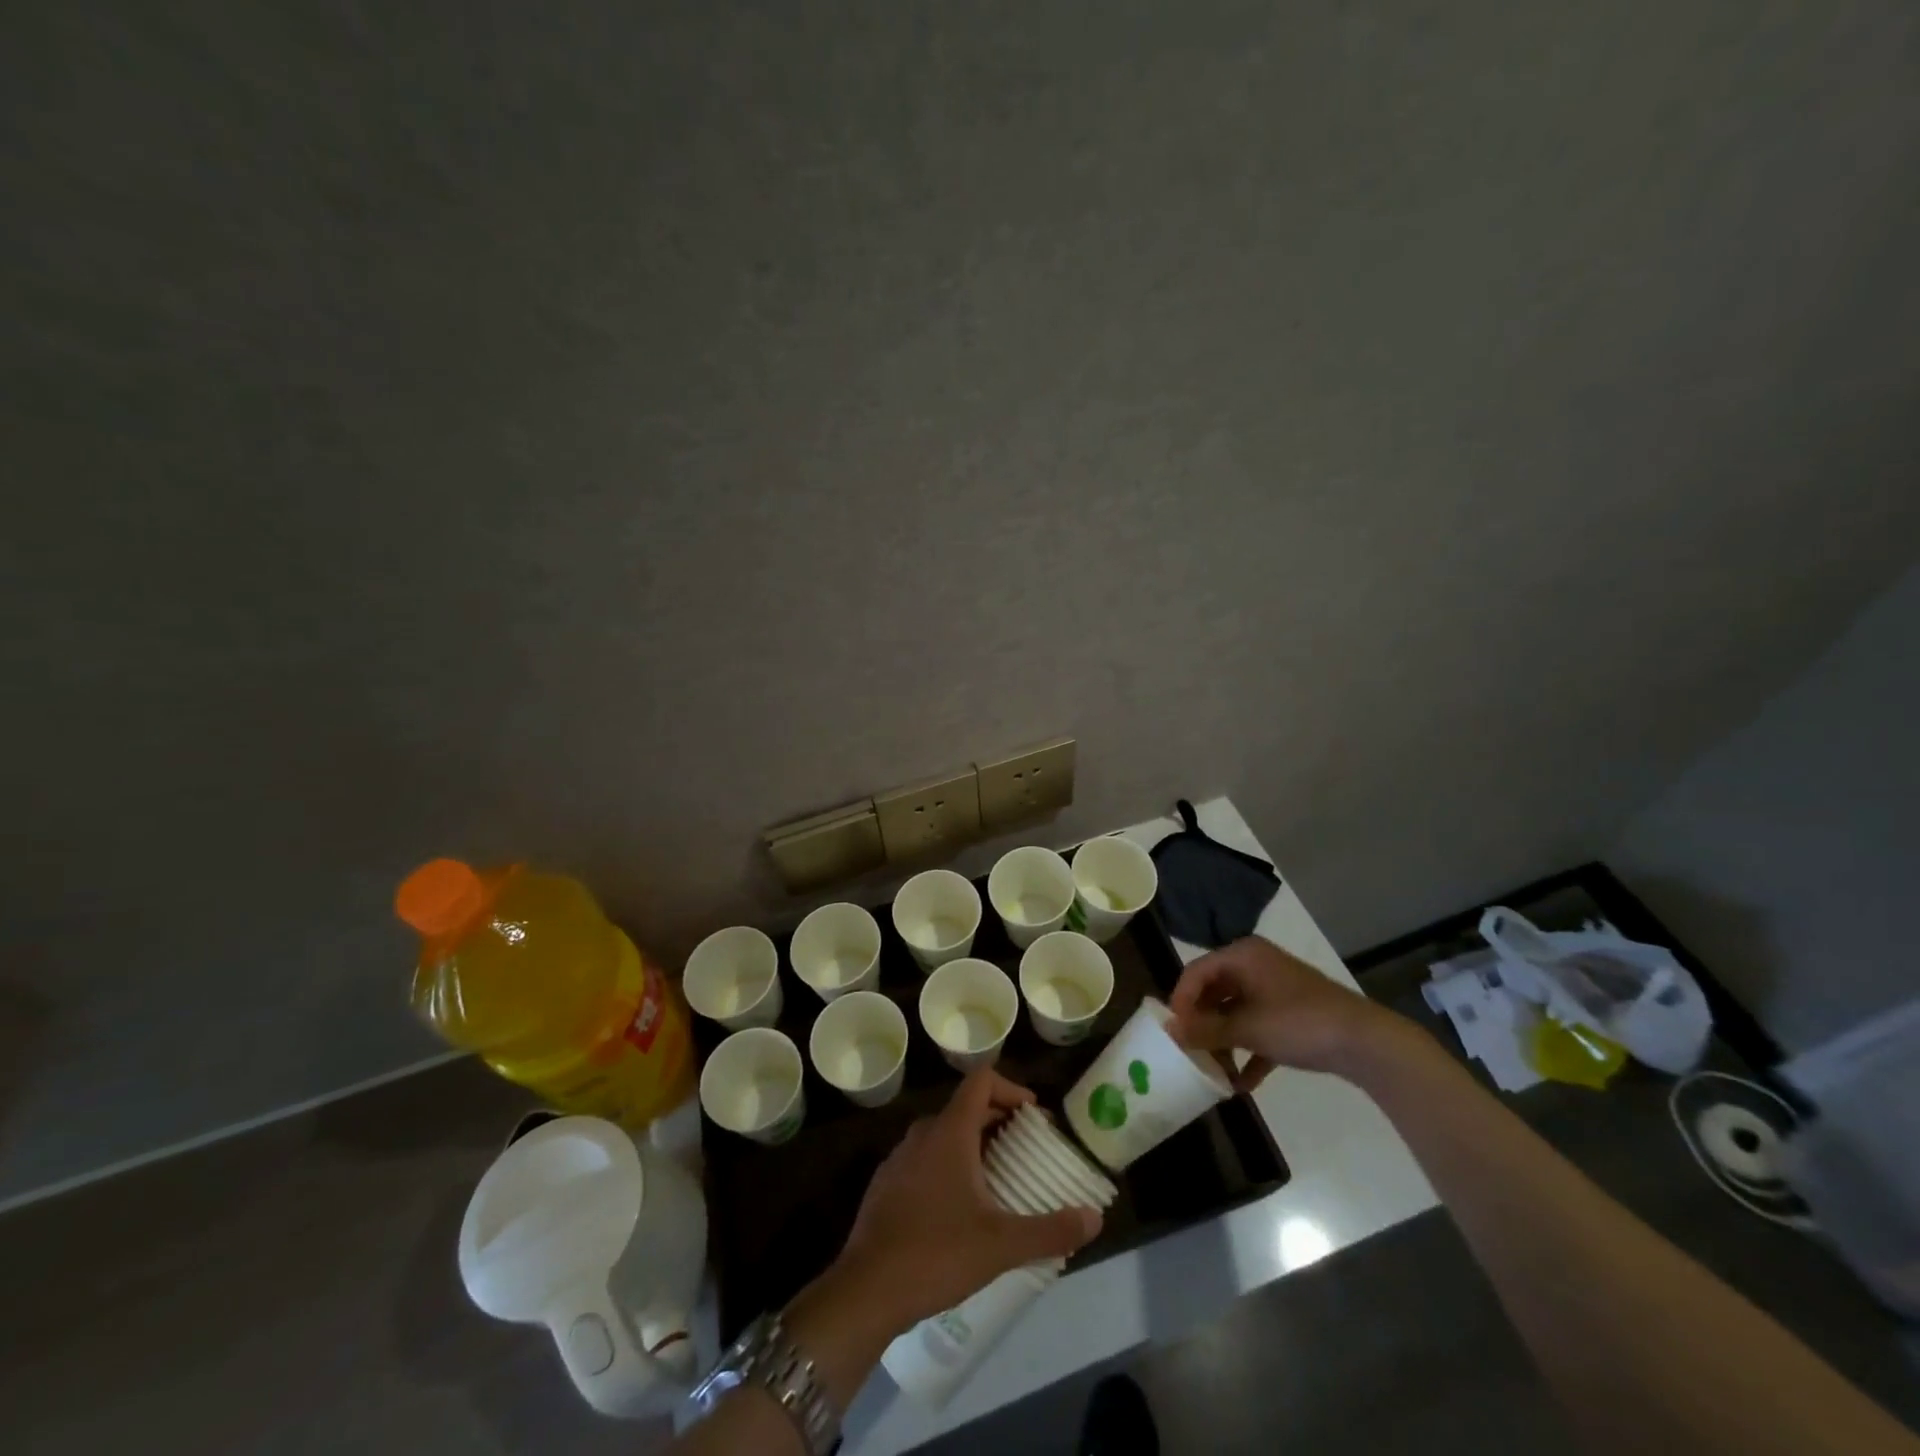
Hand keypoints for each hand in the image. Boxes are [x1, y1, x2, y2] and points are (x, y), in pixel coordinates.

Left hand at [825, 1069, 1101, 1336]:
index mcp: (950, 1131)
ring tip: (999, 1179)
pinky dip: (948, 1165)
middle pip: (966, 1107)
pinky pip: (925, 1158)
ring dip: (973, 1144)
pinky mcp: (886, 1183)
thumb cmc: (936, 1253)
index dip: (1012, 1088)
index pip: (982, 1080)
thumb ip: (1050, 1230)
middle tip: (1026, 1150)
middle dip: (999, 1120)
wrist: (866, 1290)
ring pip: (944, 1133)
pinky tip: (960, 1207)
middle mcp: (923, 1133)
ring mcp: (900, 1157)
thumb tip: (1095, 1218)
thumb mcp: (1001, 1244)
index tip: (1034, 1116)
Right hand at [1169, 937, 1406, 1089]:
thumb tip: (1169, 1031)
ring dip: (1224, 1041)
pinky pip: (1259, 1028)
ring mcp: (1275, 989)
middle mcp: (1255, 965)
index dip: (1180, 1001)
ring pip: (1236, 1012)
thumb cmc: (1299, 1023)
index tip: (1172, 1032)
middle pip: (1215, 992)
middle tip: (1189, 1052)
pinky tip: (1242, 1084)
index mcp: (1242, 955)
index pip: (1196, 972)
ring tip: (1214, 1072)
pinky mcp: (1292, 1014)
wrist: (1366, 1042)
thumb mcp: (1247, 1028)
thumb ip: (1206, 1030)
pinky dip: (1249, 1051)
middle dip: (1202, 1024)